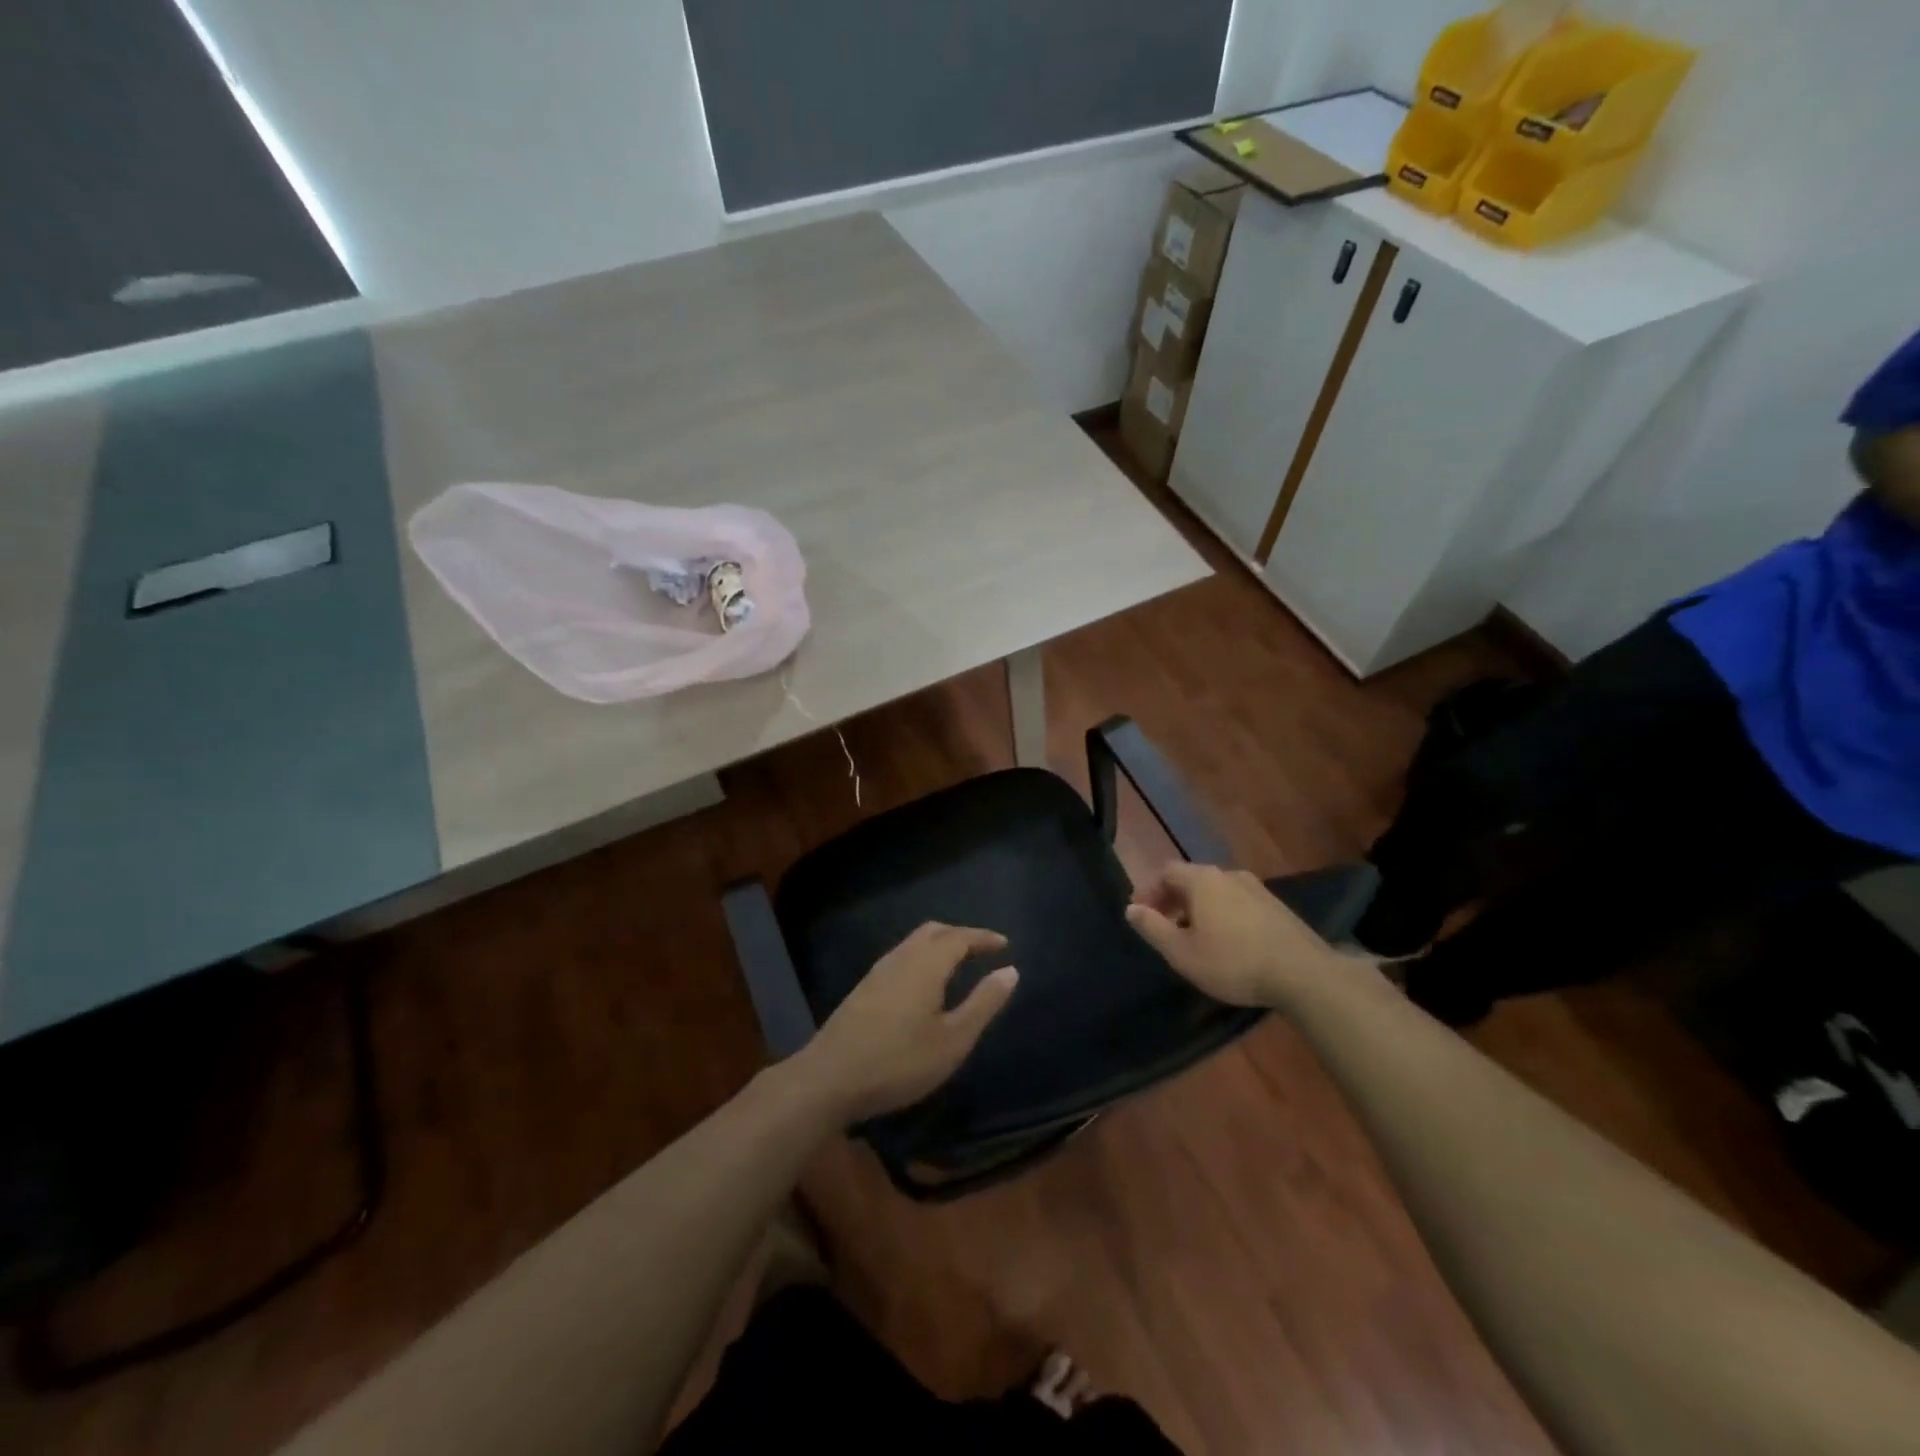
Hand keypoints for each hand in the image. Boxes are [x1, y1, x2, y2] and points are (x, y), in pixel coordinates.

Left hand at [792, 923, 1018, 1122]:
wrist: (829, 1078)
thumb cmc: (899, 1062)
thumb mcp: (952, 1040)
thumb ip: (983, 1003)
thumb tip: (1010, 971)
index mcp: (925, 964)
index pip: (959, 937)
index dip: (983, 938)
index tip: (1004, 944)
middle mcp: (901, 957)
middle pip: (934, 932)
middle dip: (961, 936)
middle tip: (982, 951)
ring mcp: (877, 972)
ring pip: (913, 943)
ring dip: (939, 945)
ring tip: (958, 965)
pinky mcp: (863, 988)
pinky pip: (901, 957)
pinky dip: (922, 958)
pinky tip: (924, 985)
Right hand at [1126, 863, 1344, 1008]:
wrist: (1303, 974)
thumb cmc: (1233, 962)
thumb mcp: (1182, 952)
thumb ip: (1153, 928)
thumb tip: (1131, 908)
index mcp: (1202, 880)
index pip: (1165, 871)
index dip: (1149, 890)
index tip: (1141, 914)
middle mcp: (1228, 875)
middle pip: (1191, 879)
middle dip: (1172, 900)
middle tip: (1163, 927)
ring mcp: (1257, 889)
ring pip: (1216, 891)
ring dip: (1198, 908)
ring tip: (1193, 936)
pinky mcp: (1276, 907)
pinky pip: (1237, 902)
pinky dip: (1222, 914)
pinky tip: (1226, 941)